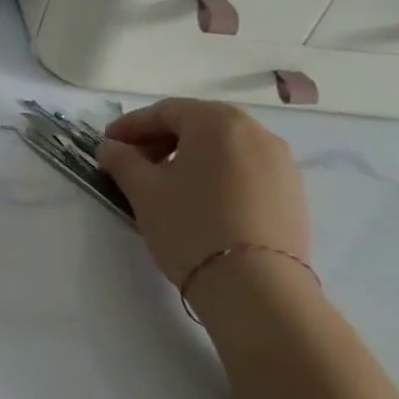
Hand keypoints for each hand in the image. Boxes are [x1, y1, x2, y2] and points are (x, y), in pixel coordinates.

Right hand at [95, 99, 310, 287]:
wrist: (255, 287)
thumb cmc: (190, 225)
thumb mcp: (143, 191)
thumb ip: (122, 161)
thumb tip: (111, 148)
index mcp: (218, 123)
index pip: (165, 111)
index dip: (131, 125)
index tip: (107, 144)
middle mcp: (256, 132)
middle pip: (198, 124)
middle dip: (160, 138)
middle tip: (132, 162)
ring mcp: (281, 162)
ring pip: (223, 147)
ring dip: (188, 155)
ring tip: (163, 183)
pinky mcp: (291, 192)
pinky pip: (244, 168)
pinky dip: (215, 172)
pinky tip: (197, 199)